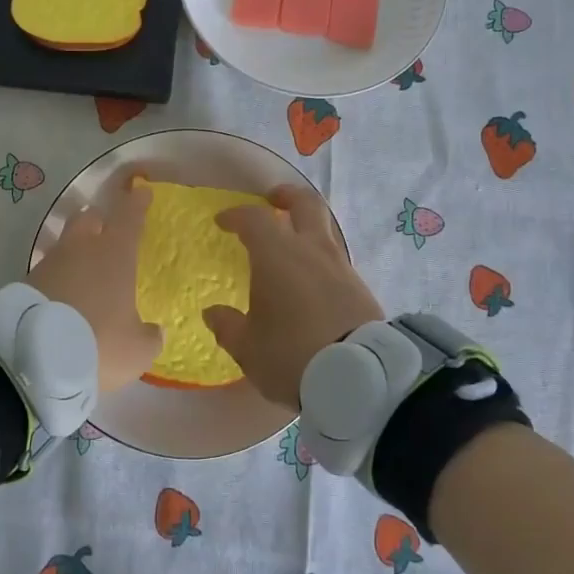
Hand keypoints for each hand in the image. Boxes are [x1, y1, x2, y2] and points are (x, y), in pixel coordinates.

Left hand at [28, 168, 161, 391]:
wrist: (33, 357)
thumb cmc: (98, 342)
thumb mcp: (136, 350)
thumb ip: (149, 337)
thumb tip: (153, 331)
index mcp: (115, 254)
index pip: (129, 216)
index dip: (137, 203)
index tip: (141, 191)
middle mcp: (82, 249)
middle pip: (89, 218)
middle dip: (99, 220)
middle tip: (107, 230)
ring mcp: (50, 263)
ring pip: (66, 245)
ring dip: (75, 253)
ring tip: (84, 274)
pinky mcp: (25, 283)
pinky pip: (48, 271)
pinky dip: (58, 278)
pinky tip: (63, 298)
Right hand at [203, 184, 383, 407]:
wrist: (358, 376)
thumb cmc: (291, 354)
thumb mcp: (248, 347)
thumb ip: (228, 326)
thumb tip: (213, 313)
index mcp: (277, 256)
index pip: (254, 219)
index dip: (236, 215)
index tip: (223, 221)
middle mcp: (311, 250)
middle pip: (304, 204)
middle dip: (286, 196)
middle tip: (273, 200)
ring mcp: (340, 266)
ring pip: (325, 230)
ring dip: (307, 228)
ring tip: (292, 245)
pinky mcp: (360, 286)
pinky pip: (336, 259)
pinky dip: (320, 258)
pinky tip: (312, 280)